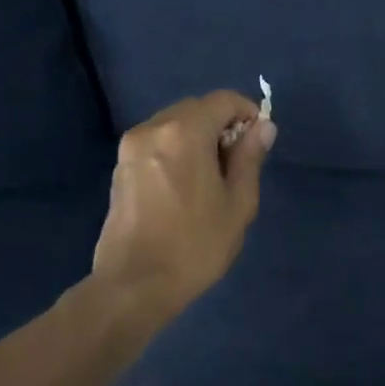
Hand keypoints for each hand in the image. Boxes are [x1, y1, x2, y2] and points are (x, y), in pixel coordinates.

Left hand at [91, 91, 276, 321]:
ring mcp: (131, 147)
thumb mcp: (237, 203)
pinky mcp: (121, 167)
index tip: (259, 141)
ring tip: (212, 177)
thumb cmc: (195, 246)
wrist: (134, 285)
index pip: (223, 100)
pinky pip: (157, 142)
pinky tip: (185, 185)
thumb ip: (250, 158)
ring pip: (174, 124)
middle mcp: (153, 128)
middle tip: (237, 163)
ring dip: (198, 137)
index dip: (247, 113)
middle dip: (222, 125)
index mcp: (184, 132)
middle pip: (196, 108)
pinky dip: (177, 149)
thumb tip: (263, 126)